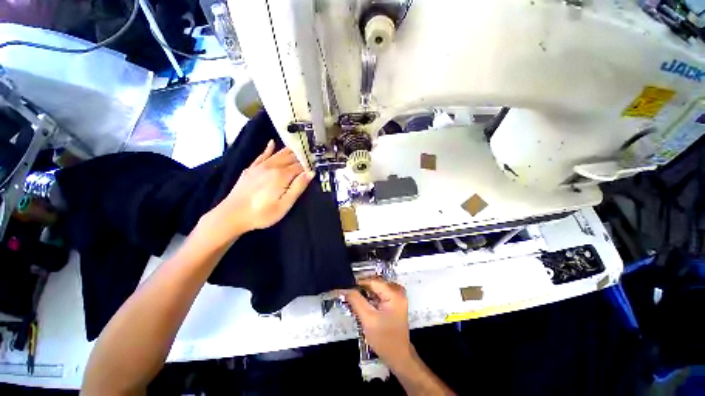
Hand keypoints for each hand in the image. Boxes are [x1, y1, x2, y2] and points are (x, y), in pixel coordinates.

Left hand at [208, 140, 314, 238]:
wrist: (231, 215)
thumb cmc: (262, 213)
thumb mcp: (284, 205)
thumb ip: (298, 187)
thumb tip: (310, 173)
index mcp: (282, 175)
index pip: (300, 166)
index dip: (309, 164)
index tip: (317, 163)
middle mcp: (272, 166)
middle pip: (290, 158)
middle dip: (301, 156)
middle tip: (310, 154)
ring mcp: (260, 166)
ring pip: (278, 154)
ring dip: (289, 150)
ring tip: (299, 146)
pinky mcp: (251, 169)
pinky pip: (262, 155)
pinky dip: (268, 148)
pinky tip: (272, 142)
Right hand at [343, 278, 412, 369]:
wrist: (398, 356)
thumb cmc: (384, 339)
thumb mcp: (368, 319)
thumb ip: (356, 301)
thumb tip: (345, 288)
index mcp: (394, 293)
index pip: (372, 281)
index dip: (358, 283)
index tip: (345, 287)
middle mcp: (397, 290)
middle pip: (374, 283)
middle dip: (361, 288)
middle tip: (348, 294)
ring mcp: (397, 295)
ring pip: (376, 287)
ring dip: (364, 292)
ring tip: (353, 299)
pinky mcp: (394, 301)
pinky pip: (379, 293)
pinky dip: (370, 296)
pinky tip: (362, 303)